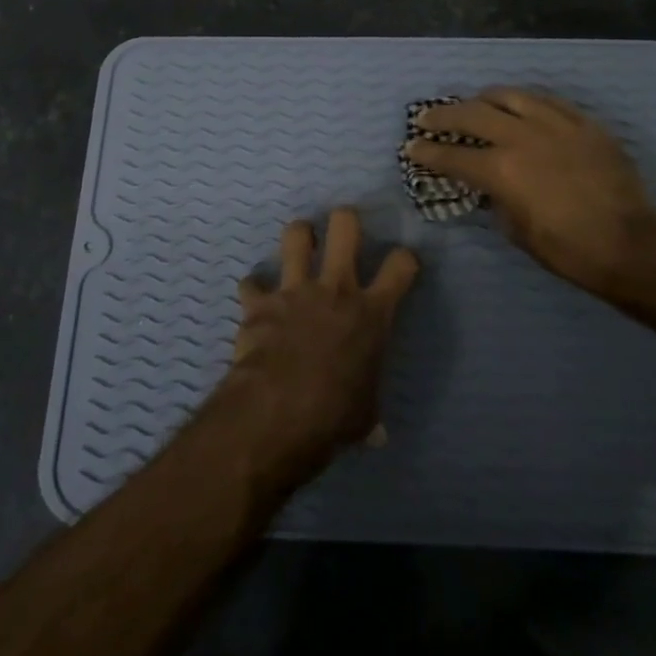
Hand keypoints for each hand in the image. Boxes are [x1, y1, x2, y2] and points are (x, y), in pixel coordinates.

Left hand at [218, 208, 418, 480]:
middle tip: (343, 226)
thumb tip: (375, 435)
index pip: (401, 265)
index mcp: (372, 313)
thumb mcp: (365, 415)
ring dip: (298, 236)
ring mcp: (295, 290)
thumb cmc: (336, 414)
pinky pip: (251, 283)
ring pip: (296, 236)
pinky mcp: (260, 302)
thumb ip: (369, 412)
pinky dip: (253, 290)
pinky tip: (254, 299)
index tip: (401, 264)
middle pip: (345, 227)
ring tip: (300, 242)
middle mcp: (336, 289)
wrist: (281, 409)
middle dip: (345, 220)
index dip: (404, 259)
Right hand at [406, 88, 655, 302]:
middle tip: (427, 118)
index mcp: (501, 170)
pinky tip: (519, 105)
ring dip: (483, 99)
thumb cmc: (568, 249)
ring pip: (509, 96)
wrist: (631, 244)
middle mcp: (522, 137)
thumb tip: (490, 187)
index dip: (426, 151)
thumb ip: (497, 200)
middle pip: (472, 114)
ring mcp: (556, 125)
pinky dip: (524, 101)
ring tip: (473, 104)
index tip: (411, 147)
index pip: (452, 155)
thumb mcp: (517, 231)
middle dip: (442, 116)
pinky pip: (547, 100)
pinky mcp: (583, 123)